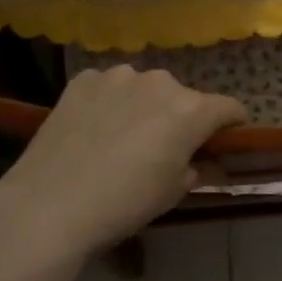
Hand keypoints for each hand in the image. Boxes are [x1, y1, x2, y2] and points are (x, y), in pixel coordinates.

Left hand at [0, 67, 246, 256]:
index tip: (224, 140)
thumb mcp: (172, 194)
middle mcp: (160, 82)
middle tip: (163, 148)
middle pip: (183, 97)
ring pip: (143, 88)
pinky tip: (91, 129)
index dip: (231, 125)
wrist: (49, 204)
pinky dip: (108, 102)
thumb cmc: (123, 204)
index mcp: (191, 110)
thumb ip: (194, 169)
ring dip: (143, 106)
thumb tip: (197, 162)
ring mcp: (119, 76)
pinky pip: (108, 87)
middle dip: (180, 117)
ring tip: (121, 137)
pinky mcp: (84, 79)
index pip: (229, 108)